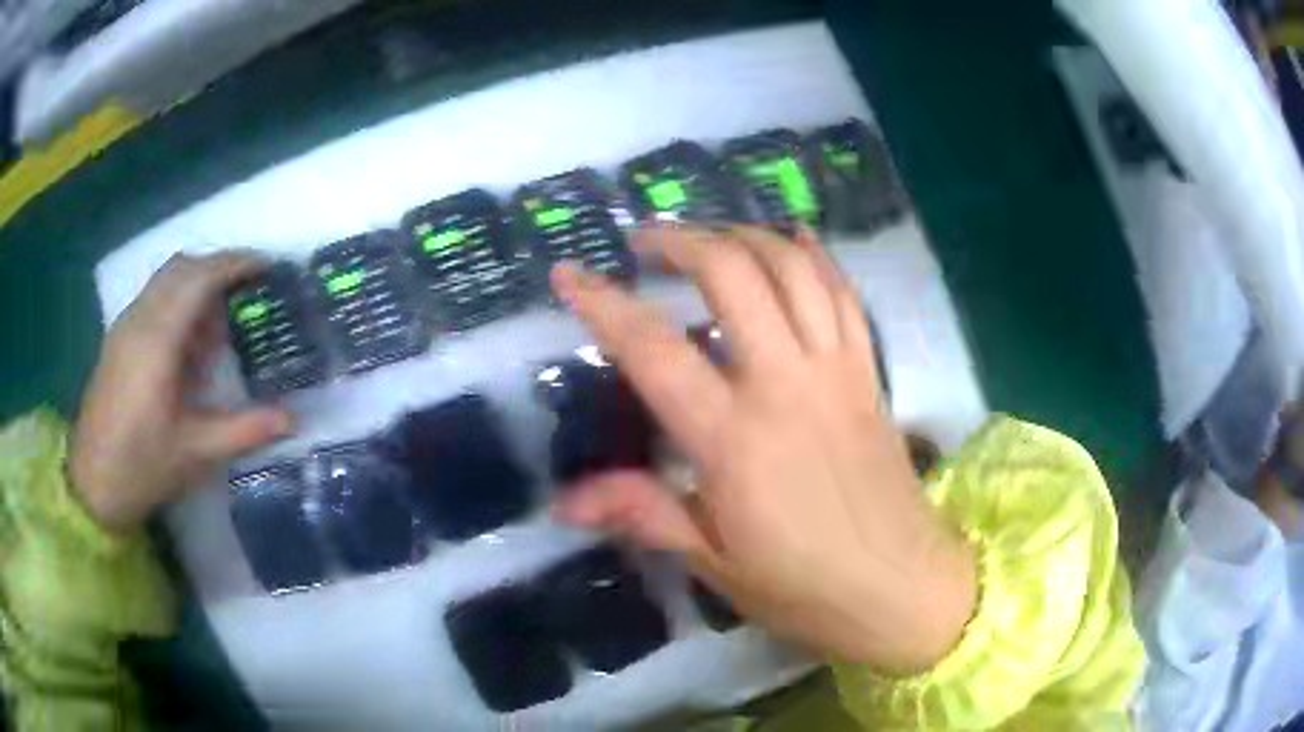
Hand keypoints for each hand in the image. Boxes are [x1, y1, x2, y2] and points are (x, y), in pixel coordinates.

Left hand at [71, 253, 292, 532]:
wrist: (92, 484)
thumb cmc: (142, 467)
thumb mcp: (197, 453)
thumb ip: (245, 430)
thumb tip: (293, 420)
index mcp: (158, 340)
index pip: (200, 277)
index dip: (236, 264)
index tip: (267, 267)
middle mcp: (140, 320)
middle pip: (182, 268)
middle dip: (219, 270)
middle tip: (248, 295)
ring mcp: (126, 327)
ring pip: (166, 281)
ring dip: (197, 289)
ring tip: (219, 331)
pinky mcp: (119, 340)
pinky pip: (153, 301)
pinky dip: (178, 306)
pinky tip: (188, 351)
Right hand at [550, 226, 975, 674]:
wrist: (901, 587)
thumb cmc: (803, 587)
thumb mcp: (713, 561)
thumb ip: (643, 513)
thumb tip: (564, 501)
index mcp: (735, 440)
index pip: (654, 351)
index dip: (602, 304)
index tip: (568, 274)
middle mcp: (786, 385)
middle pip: (732, 276)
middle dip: (682, 241)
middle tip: (645, 242)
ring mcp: (836, 371)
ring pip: (792, 269)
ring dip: (744, 235)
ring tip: (708, 235)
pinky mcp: (869, 373)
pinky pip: (843, 295)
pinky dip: (814, 256)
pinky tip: (791, 237)